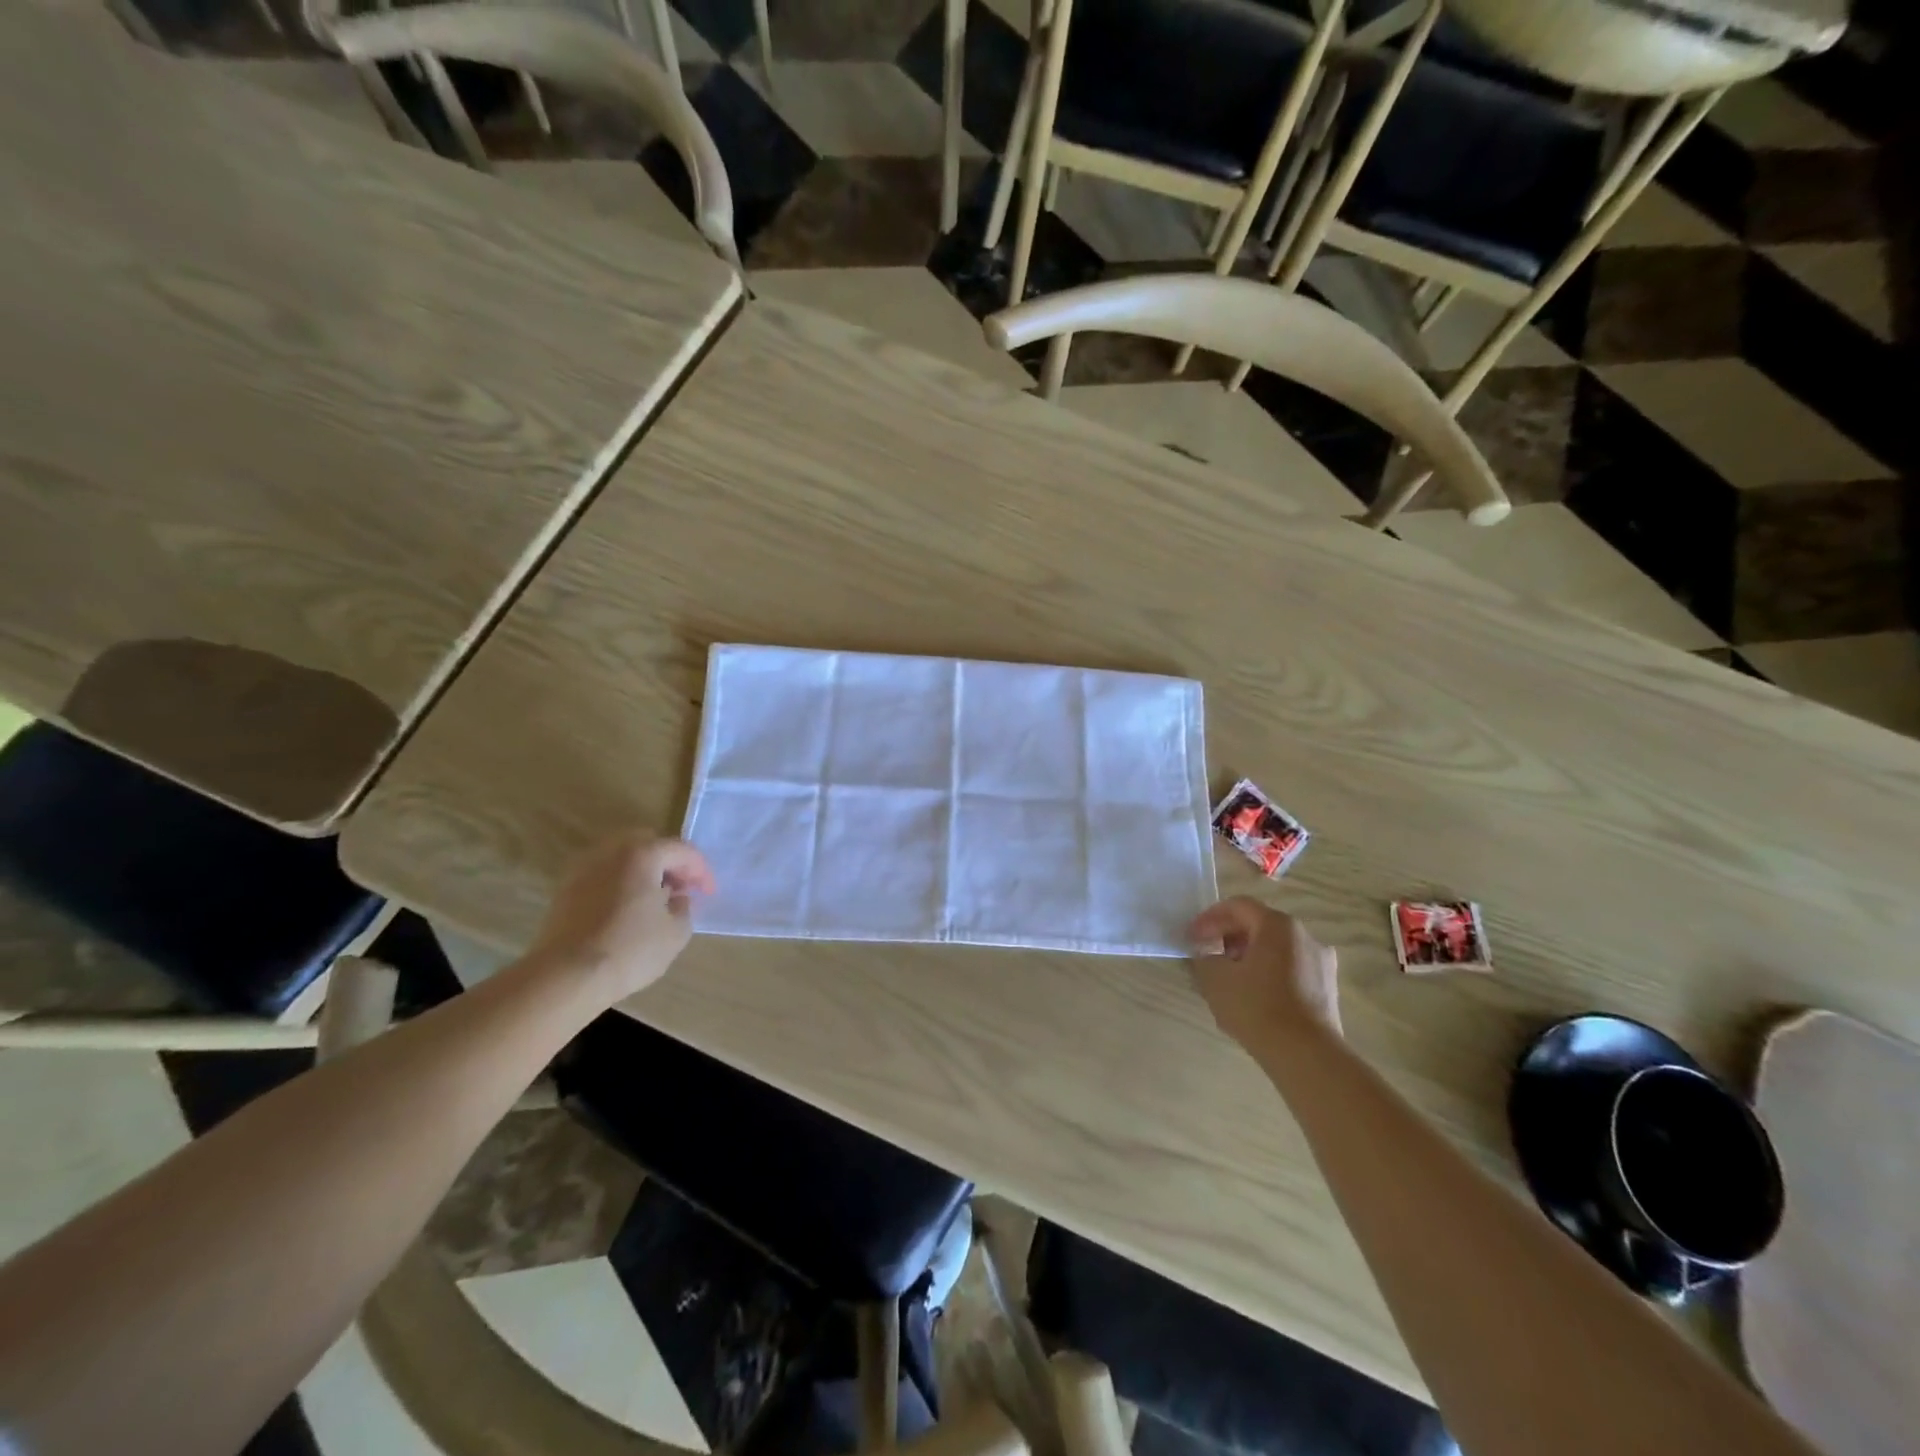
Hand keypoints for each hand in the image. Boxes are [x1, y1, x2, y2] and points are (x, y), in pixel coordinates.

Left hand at [528, 832, 715, 1000]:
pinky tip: (628, 910)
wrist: (566, 976)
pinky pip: (604, 875)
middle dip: (670, 863)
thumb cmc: (629, 949)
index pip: (682, 850)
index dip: (701, 871)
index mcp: (642, 853)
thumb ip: (684, 907)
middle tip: (682, 888)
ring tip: (654, 900)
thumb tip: (676, 898)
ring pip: (623, 858)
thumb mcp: (676, 932)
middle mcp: (611, 851)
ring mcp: (583, 868)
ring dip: (644, 872)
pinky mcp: (566, 890)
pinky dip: (621, 883)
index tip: (708, 894)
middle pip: (649, 844)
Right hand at [1189, 898, 1340, 1044]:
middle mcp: (1304, 936)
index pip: (1238, 907)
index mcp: (1278, 925)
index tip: (1192, 937)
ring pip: (1276, 949)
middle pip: (1259, 925)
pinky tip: (1253, 997)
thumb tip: (1205, 954)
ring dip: (1248, 956)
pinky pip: (1291, 969)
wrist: (1307, 1055)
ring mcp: (1321, 963)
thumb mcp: (1214, 979)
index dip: (1209, 918)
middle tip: (1208, 956)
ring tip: (1228, 979)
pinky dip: (1268, 974)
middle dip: (1229, 937)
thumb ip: (1203, 958)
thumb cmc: (1257, 1007)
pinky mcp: (1327, 989)